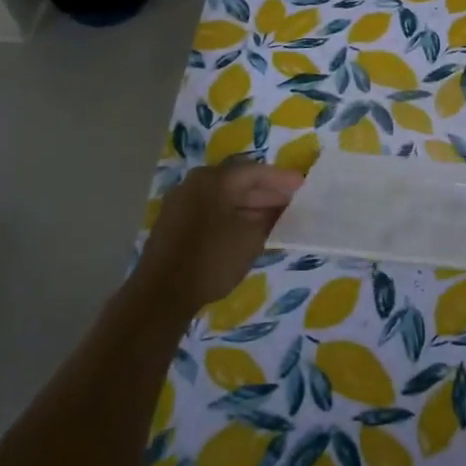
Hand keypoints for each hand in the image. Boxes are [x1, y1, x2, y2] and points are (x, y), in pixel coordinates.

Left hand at [132, 162, 302, 314]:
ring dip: (250, 204)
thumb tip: (282, 205)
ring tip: (275, 217)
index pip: (256, 171)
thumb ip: (270, 216)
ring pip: (224, 196)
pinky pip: (211, 208)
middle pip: (239, 181)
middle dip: (267, 192)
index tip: (303, 186)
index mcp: (215, 179)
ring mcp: (182, 201)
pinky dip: (232, 214)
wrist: (162, 294)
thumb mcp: (251, 238)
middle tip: (292, 202)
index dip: (282, 179)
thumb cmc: (212, 260)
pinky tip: (248, 228)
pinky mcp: (175, 221)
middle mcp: (196, 182)